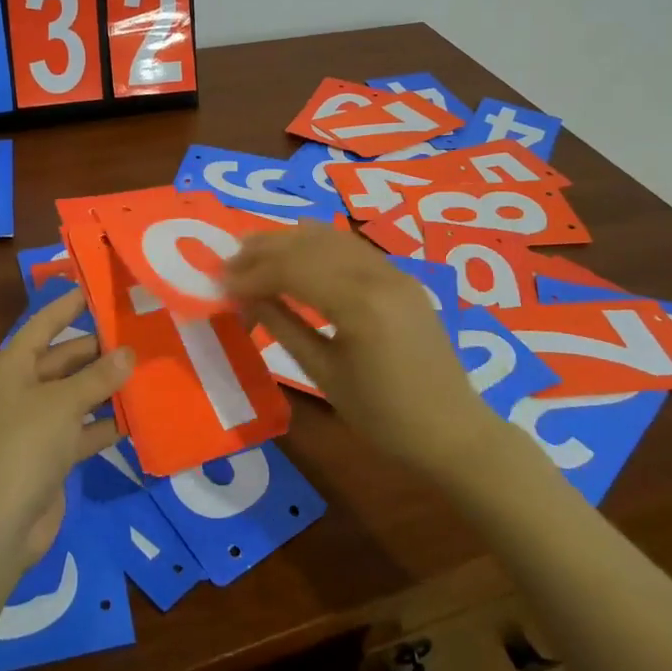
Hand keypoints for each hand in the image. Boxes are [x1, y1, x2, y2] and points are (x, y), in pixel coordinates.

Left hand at [0, 288, 134, 570]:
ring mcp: (36, 424)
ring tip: (150, 370)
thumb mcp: (63, 404)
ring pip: (77, 395)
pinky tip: (140, 416)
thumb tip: (128, 352)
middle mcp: (22, 390)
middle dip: (100, 351)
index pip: (44, 324)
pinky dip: (106, 424)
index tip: (99, 288)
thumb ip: (98, 376)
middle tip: (142, 334)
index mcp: (12, 367)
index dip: (69, 305)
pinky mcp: (50, 455)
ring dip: (108, 387)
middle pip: (65, 360)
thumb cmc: (24, 447)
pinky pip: (83, 429)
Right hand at [225, 224, 498, 474]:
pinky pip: (351, 248)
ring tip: (254, 252)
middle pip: (309, 245)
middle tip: (228, 262)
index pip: (292, 270)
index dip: (251, 273)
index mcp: (358, 304)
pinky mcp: (401, 277)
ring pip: (331, 239)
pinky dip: (318, 245)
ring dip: (289, 241)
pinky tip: (298, 251)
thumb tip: (244, 296)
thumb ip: (283, 326)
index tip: (219, 282)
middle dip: (264, 249)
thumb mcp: (324, 374)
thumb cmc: (384, 417)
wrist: (453, 431)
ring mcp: (393, 272)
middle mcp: (377, 275)